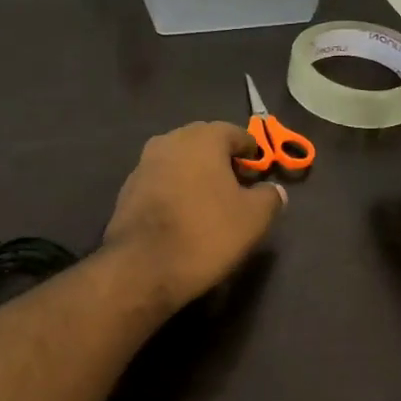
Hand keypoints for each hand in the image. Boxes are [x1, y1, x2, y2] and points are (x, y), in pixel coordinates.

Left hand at [103, 122, 286, 313]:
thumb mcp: (253, 219)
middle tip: (237, 182)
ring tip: (210, 200)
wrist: (142, 267)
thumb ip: (269, 197)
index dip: (250, 150)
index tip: (258, 169)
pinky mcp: (127, 190)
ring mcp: (143, 164)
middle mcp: (169, 141)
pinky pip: (160, 181)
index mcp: (202, 139)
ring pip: (179, 160)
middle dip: (221, 158)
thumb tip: (273, 190)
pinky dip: (175, 189)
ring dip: (195, 173)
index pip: (234, 132)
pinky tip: (183, 213)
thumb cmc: (206, 234)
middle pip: (203, 142)